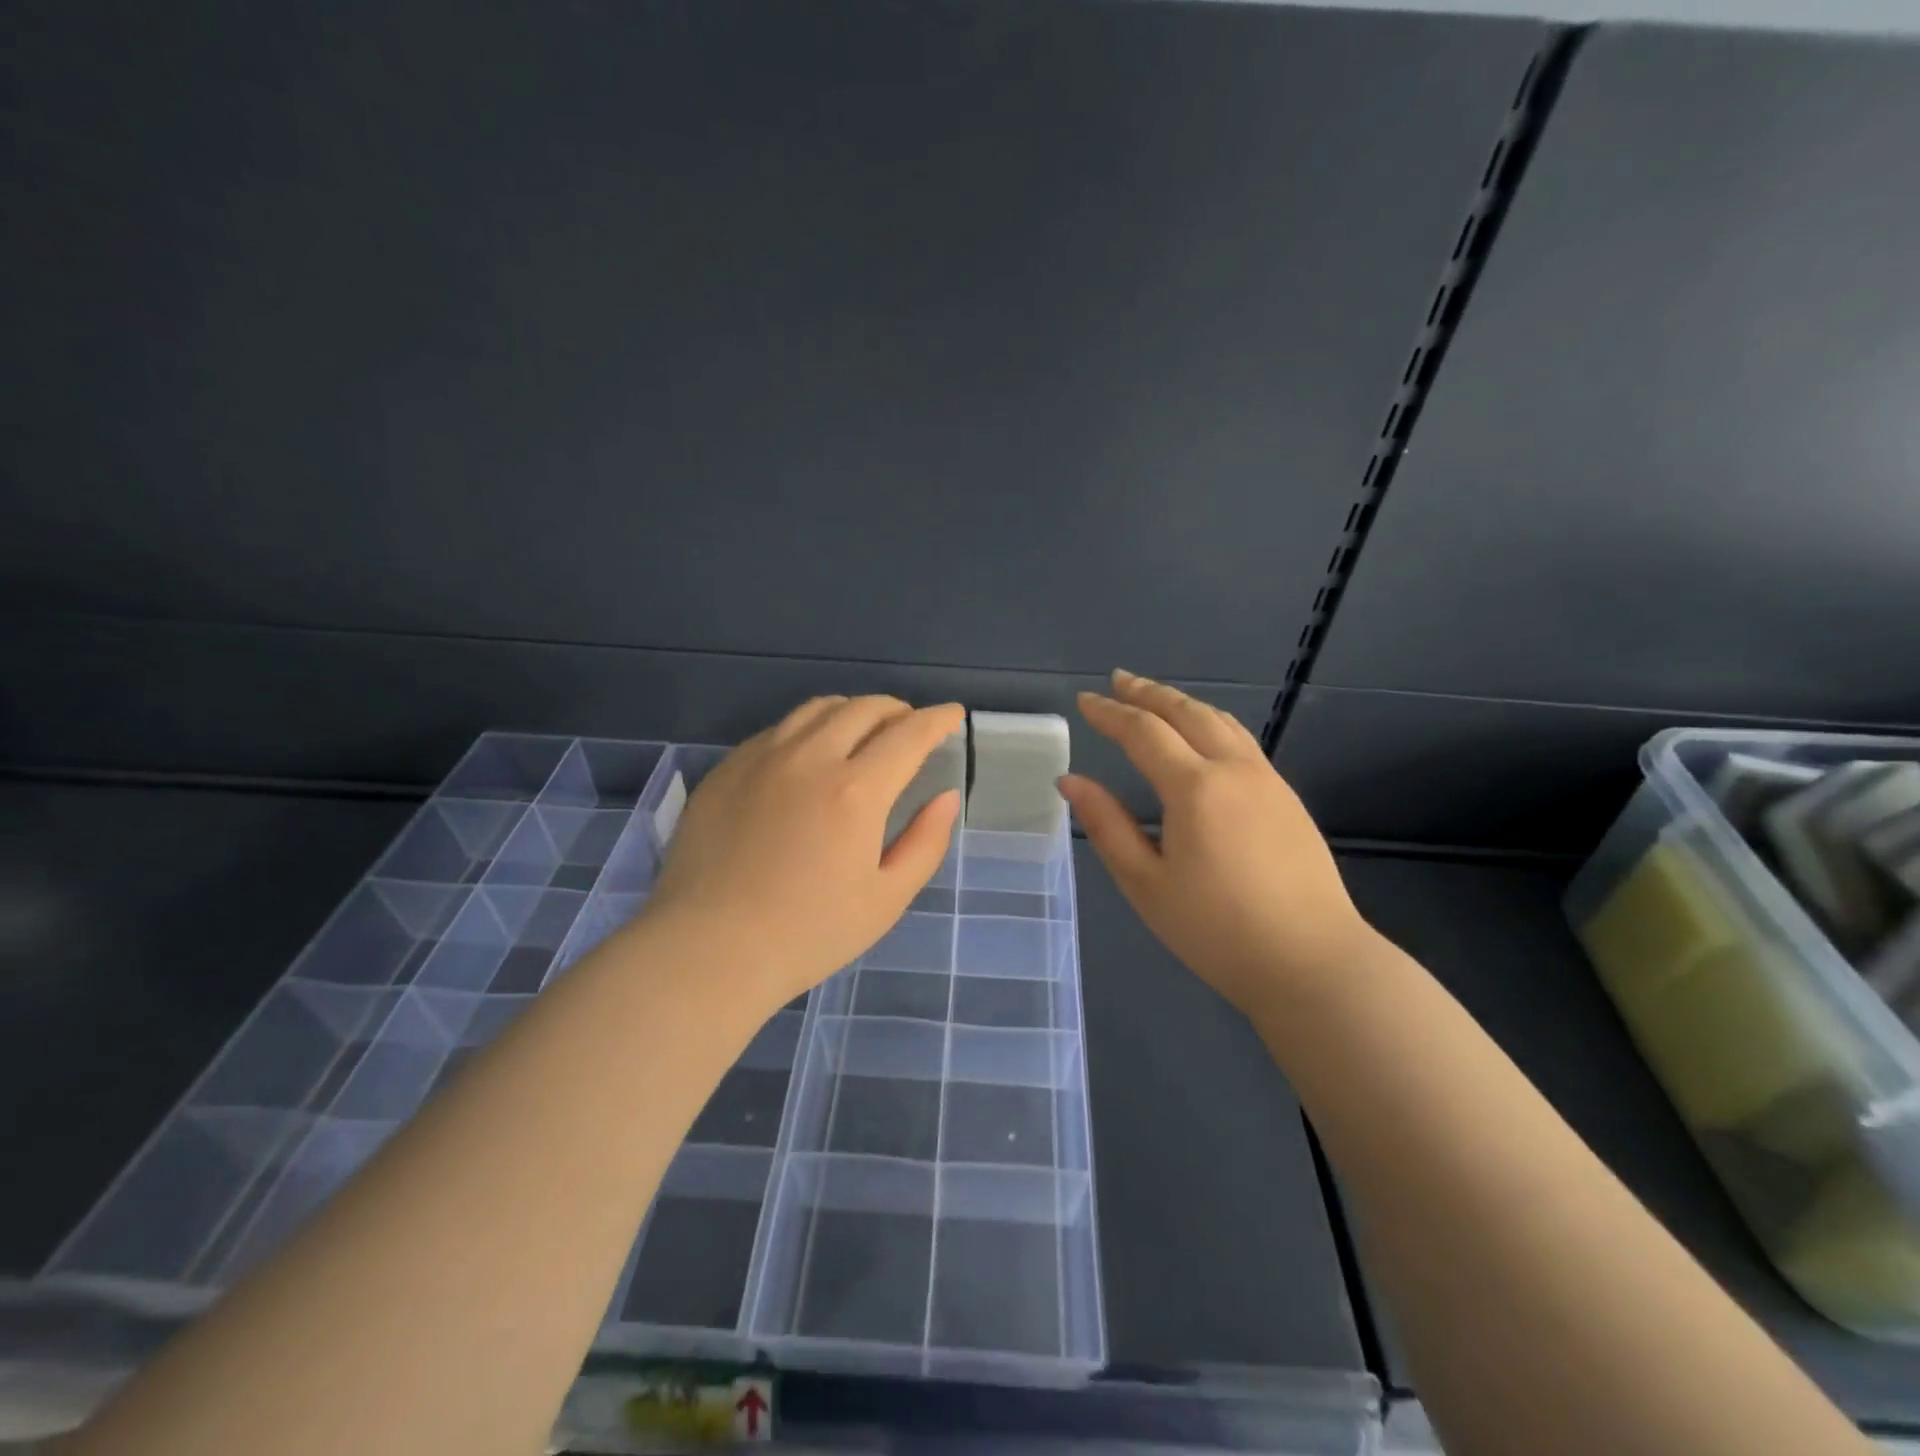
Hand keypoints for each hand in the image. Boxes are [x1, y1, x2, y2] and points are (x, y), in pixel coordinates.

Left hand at [645, 696, 963, 1013]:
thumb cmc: (808, 933)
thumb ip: (925, 842)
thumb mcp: (886, 899)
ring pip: (817, 709)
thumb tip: (946, 797)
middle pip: (863, 709)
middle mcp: (809, 758)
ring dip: (852, 711)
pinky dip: (809, 728)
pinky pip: (777, 729)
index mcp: (855, 790)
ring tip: (864, 730)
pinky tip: (808, 754)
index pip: (909, 734)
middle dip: (897, 710)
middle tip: (910, 726)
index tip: (953, 714)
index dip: (938, 719)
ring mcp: (761, 758)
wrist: (708, 950)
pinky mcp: (726, 769)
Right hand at [1059, 671, 1374, 1015]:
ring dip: (1183, 703)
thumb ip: (1107, 826)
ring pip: (1221, 721)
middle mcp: (1234, 769)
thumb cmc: (1216, 930)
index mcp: (1194, 787)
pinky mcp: (1288, 798)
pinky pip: (1242, 741)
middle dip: (1149, 693)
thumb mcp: (1146, 883)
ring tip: (1156, 698)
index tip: (1084, 700)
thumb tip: (1070, 780)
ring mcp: (1268, 780)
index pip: (1143, 732)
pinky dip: (1210, 723)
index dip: (1110, 713)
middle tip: (1118, 680)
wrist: (1312, 962)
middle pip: (1187, 712)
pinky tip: (1202, 737)